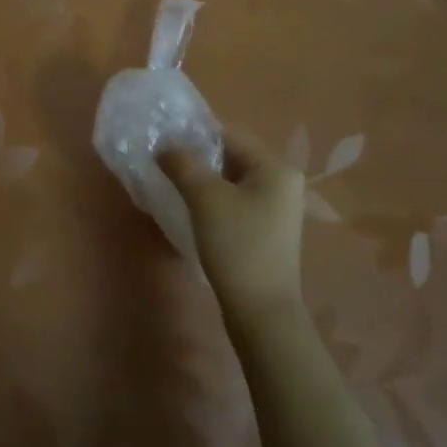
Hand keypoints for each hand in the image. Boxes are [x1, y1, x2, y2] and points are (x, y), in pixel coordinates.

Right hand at [159, 131, 305, 333]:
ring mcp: (277, 208)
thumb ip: (182, 164)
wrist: (262, 312)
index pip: (230, 134)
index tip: (164, 143)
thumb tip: (164, 146)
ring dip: (204, 181)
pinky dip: (214, 200)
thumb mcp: (205, 198)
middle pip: (232, 156)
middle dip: (198, 158)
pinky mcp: (268, 230)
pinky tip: (192, 210)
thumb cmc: (237, 245)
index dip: (195, 134)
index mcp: (275, 166)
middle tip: (165, 164)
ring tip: (173, 185)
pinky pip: (236, 202)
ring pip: (232, 181)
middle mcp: (283, 181)